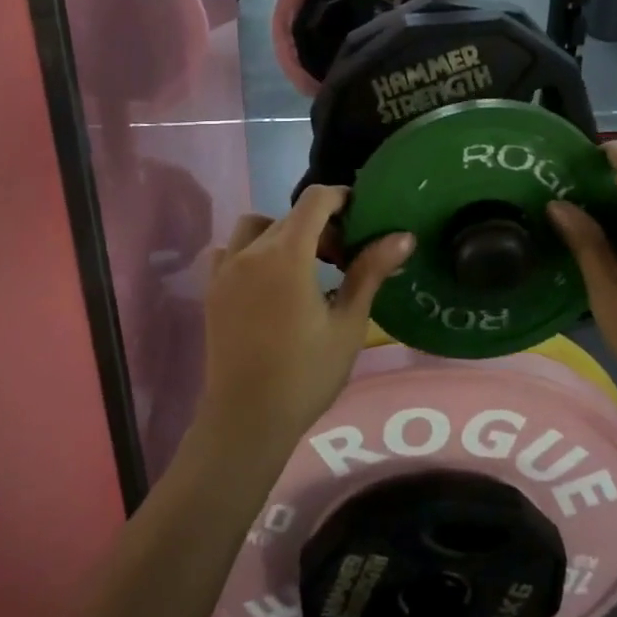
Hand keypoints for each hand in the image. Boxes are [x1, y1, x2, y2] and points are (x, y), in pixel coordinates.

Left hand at [202, 187, 413, 453]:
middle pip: (290, 216)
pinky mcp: (212, 289)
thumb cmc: (306, 374)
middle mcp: (251, 252)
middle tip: (344, 257)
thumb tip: (403, 237)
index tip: (360, 216)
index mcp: (287, 255)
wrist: (247, 418)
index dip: (340, 198)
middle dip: (320, 225)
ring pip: (256, 227)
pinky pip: (230, 250)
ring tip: (303, 265)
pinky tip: (267, 280)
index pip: (314, 201)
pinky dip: (251, 250)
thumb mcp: (348, 323)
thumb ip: (370, 272)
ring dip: (283, 233)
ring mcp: (226, 269)